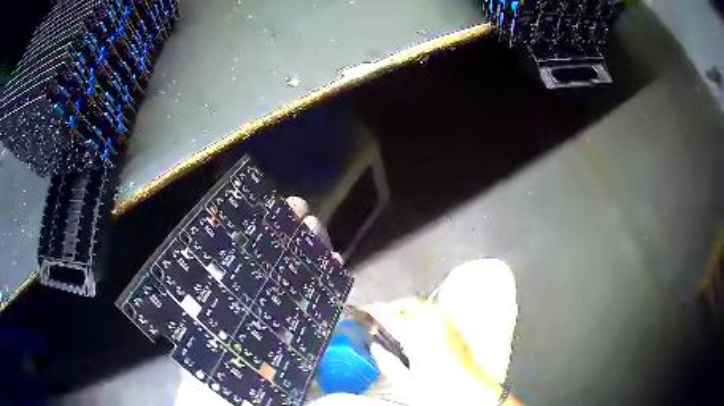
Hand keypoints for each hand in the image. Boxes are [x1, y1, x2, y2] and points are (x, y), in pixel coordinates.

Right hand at [362, 298, 504, 405]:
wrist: (467, 392)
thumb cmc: (435, 390)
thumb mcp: (404, 381)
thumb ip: (387, 362)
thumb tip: (374, 348)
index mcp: (416, 336)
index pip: (390, 315)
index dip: (374, 311)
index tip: (363, 311)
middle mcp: (433, 325)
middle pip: (409, 303)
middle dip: (392, 306)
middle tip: (379, 315)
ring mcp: (446, 325)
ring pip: (424, 304)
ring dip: (408, 307)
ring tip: (397, 319)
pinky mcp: (455, 330)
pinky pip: (435, 312)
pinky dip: (422, 313)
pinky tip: (417, 326)